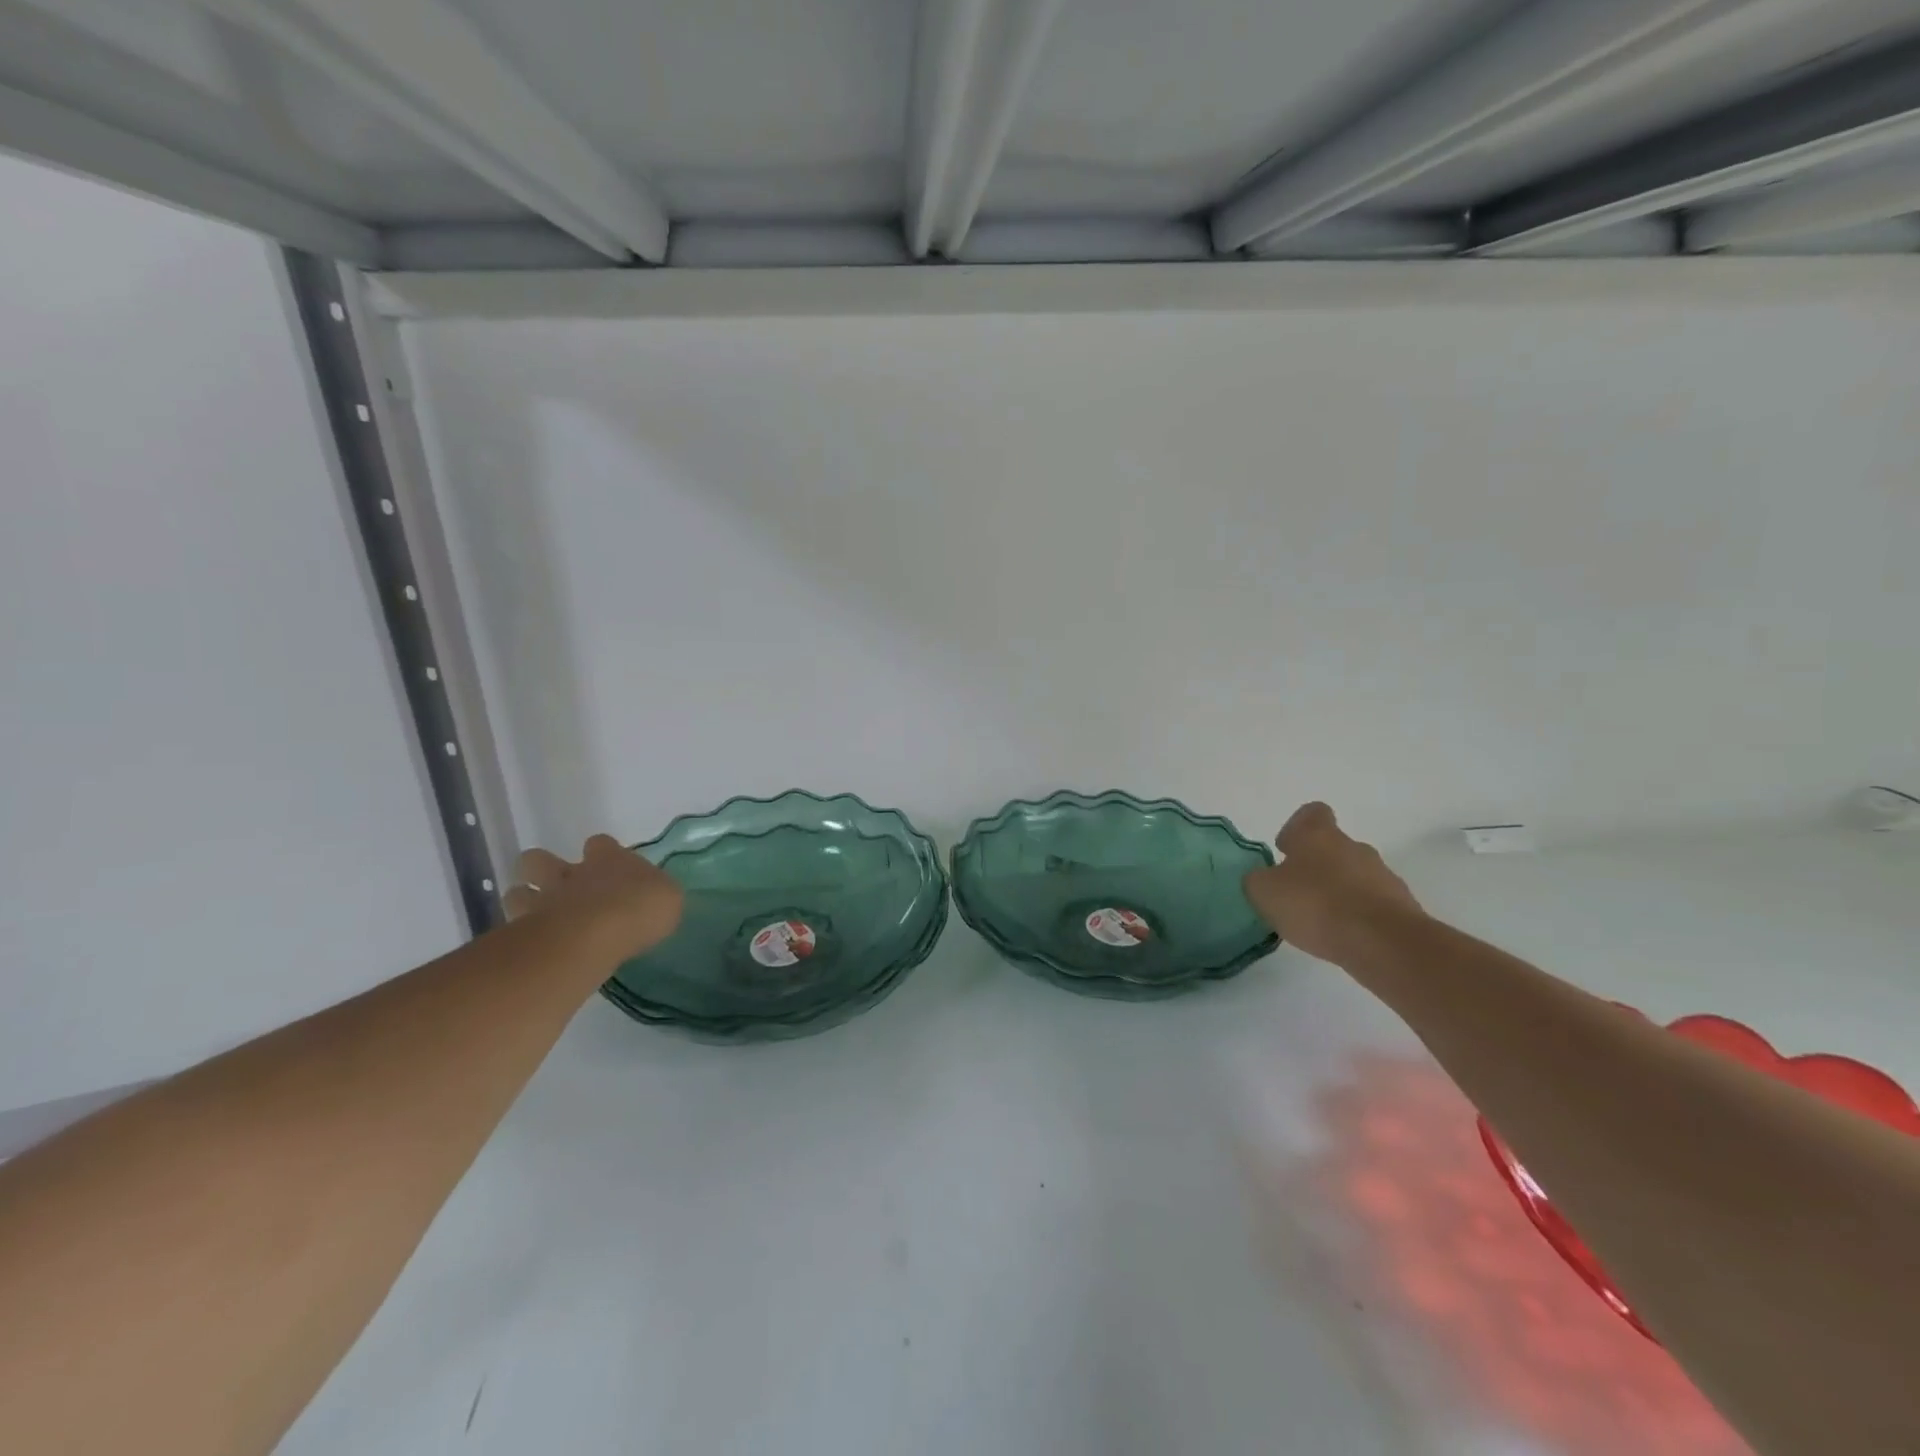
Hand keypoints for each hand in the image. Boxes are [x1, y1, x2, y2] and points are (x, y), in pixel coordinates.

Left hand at [502, 834, 683, 961]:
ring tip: (539, 918)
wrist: (598, 934)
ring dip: (525, 901)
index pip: (600, 843)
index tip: (608, 866)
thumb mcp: (668, 897)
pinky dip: (520, 935)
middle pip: (539, 859)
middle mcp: (572, 874)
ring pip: (517, 891)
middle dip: (542, 869)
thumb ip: (656, 893)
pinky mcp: (526, 931)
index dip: (602, 852)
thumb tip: (653, 896)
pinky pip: (514, 927)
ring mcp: (544, 900)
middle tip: (559, 888)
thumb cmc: (641, 908)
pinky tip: (534, 946)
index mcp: (609, 859)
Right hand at [1242, 803, 1424, 966]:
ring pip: (1354, 876)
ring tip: (1320, 922)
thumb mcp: (1265, 892)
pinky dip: (1358, 915)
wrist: (1384, 942)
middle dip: (1316, 866)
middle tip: (1297, 894)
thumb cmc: (1316, 905)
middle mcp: (1353, 847)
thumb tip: (1263, 879)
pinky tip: (1344, 937)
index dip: (1297, 828)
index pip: (1311, 814)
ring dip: (1338, 892)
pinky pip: (1372, 903)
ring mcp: (1382, 876)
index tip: (1286, 850)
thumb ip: (1258, 880)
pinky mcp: (1402, 906)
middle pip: (1333, 847)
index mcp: (1318, 835)